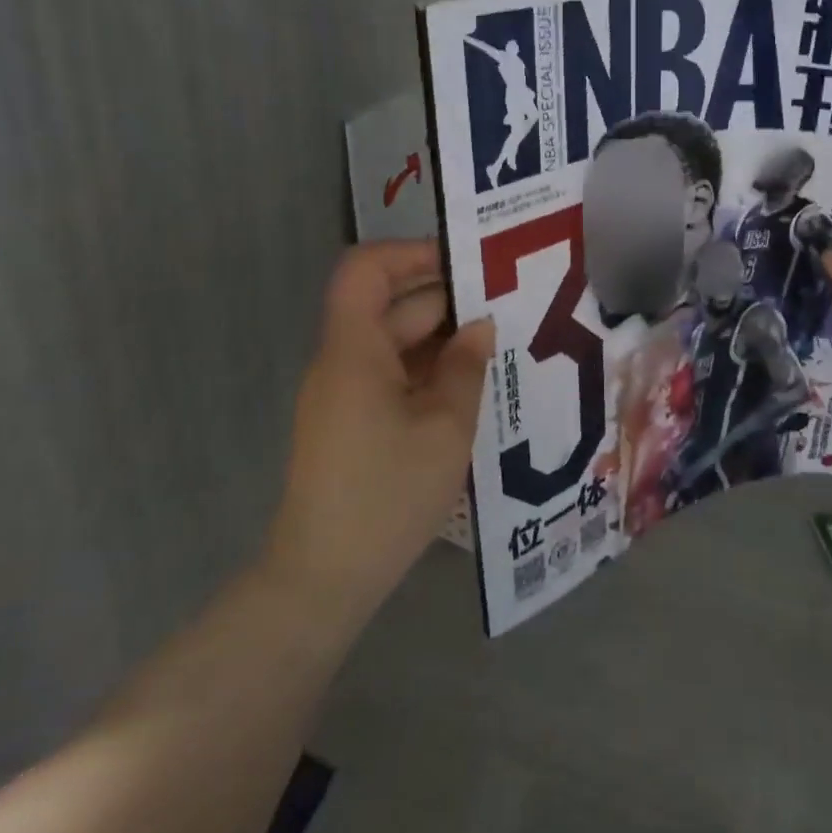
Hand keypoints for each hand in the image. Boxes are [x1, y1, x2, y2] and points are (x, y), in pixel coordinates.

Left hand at [264, 240, 493, 633]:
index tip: (467, 264)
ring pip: (395, 343)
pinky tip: (471, 385)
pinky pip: (392, 376)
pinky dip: (429, 371)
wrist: (324, 578)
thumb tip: (480, 326)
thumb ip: (465, 368)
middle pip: (389, 306)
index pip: (366, 269)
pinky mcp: (352, 423)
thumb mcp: (445, 428)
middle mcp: (342, 362)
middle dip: (447, 300)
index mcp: (354, 350)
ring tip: (500, 345)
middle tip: (507, 306)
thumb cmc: (387, 495)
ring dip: (443, 339)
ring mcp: (345, 394)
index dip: (412, 253)